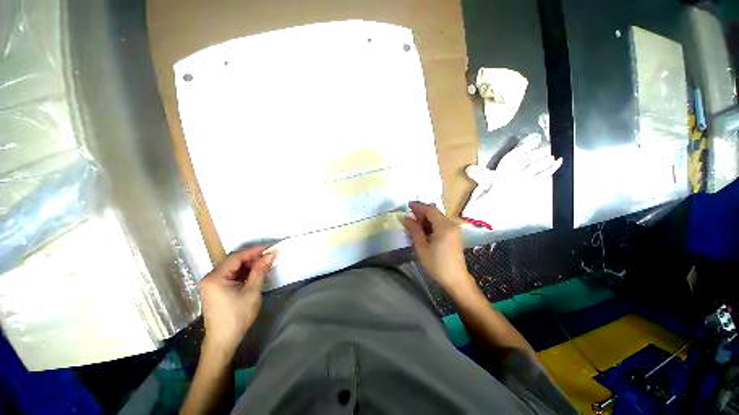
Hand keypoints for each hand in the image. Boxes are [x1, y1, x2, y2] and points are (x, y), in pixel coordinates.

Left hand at [199, 247, 275, 354]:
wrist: (223, 340)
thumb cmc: (237, 315)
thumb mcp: (252, 291)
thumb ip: (260, 270)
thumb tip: (270, 255)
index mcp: (215, 277)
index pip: (236, 257)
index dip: (254, 251)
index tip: (269, 248)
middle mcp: (211, 278)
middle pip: (234, 262)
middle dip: (252, 259)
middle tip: (269, 258)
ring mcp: (212, 285)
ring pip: (234, 269)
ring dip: (249, 266)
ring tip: (265, 266)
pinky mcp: (216, 290)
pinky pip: (231, 276)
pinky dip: (244, 274)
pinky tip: (255, 275)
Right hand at [401, 202, 473, 294]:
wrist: (455, 280)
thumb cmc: (436, 264)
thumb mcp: (421, 247)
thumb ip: (414, 230)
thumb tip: (405, 218)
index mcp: (444, 226)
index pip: (430, 210)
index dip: (418, 206)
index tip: (407, 205)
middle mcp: (451, 224)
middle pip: (435, 213)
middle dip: (421, 213)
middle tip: (408, 217)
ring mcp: (454, 230)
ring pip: (437, 218)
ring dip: (425, 219)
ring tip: (413, 224)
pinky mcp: (454, 235)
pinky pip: (441, 224)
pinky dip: (431, 224)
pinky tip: (423, 230)